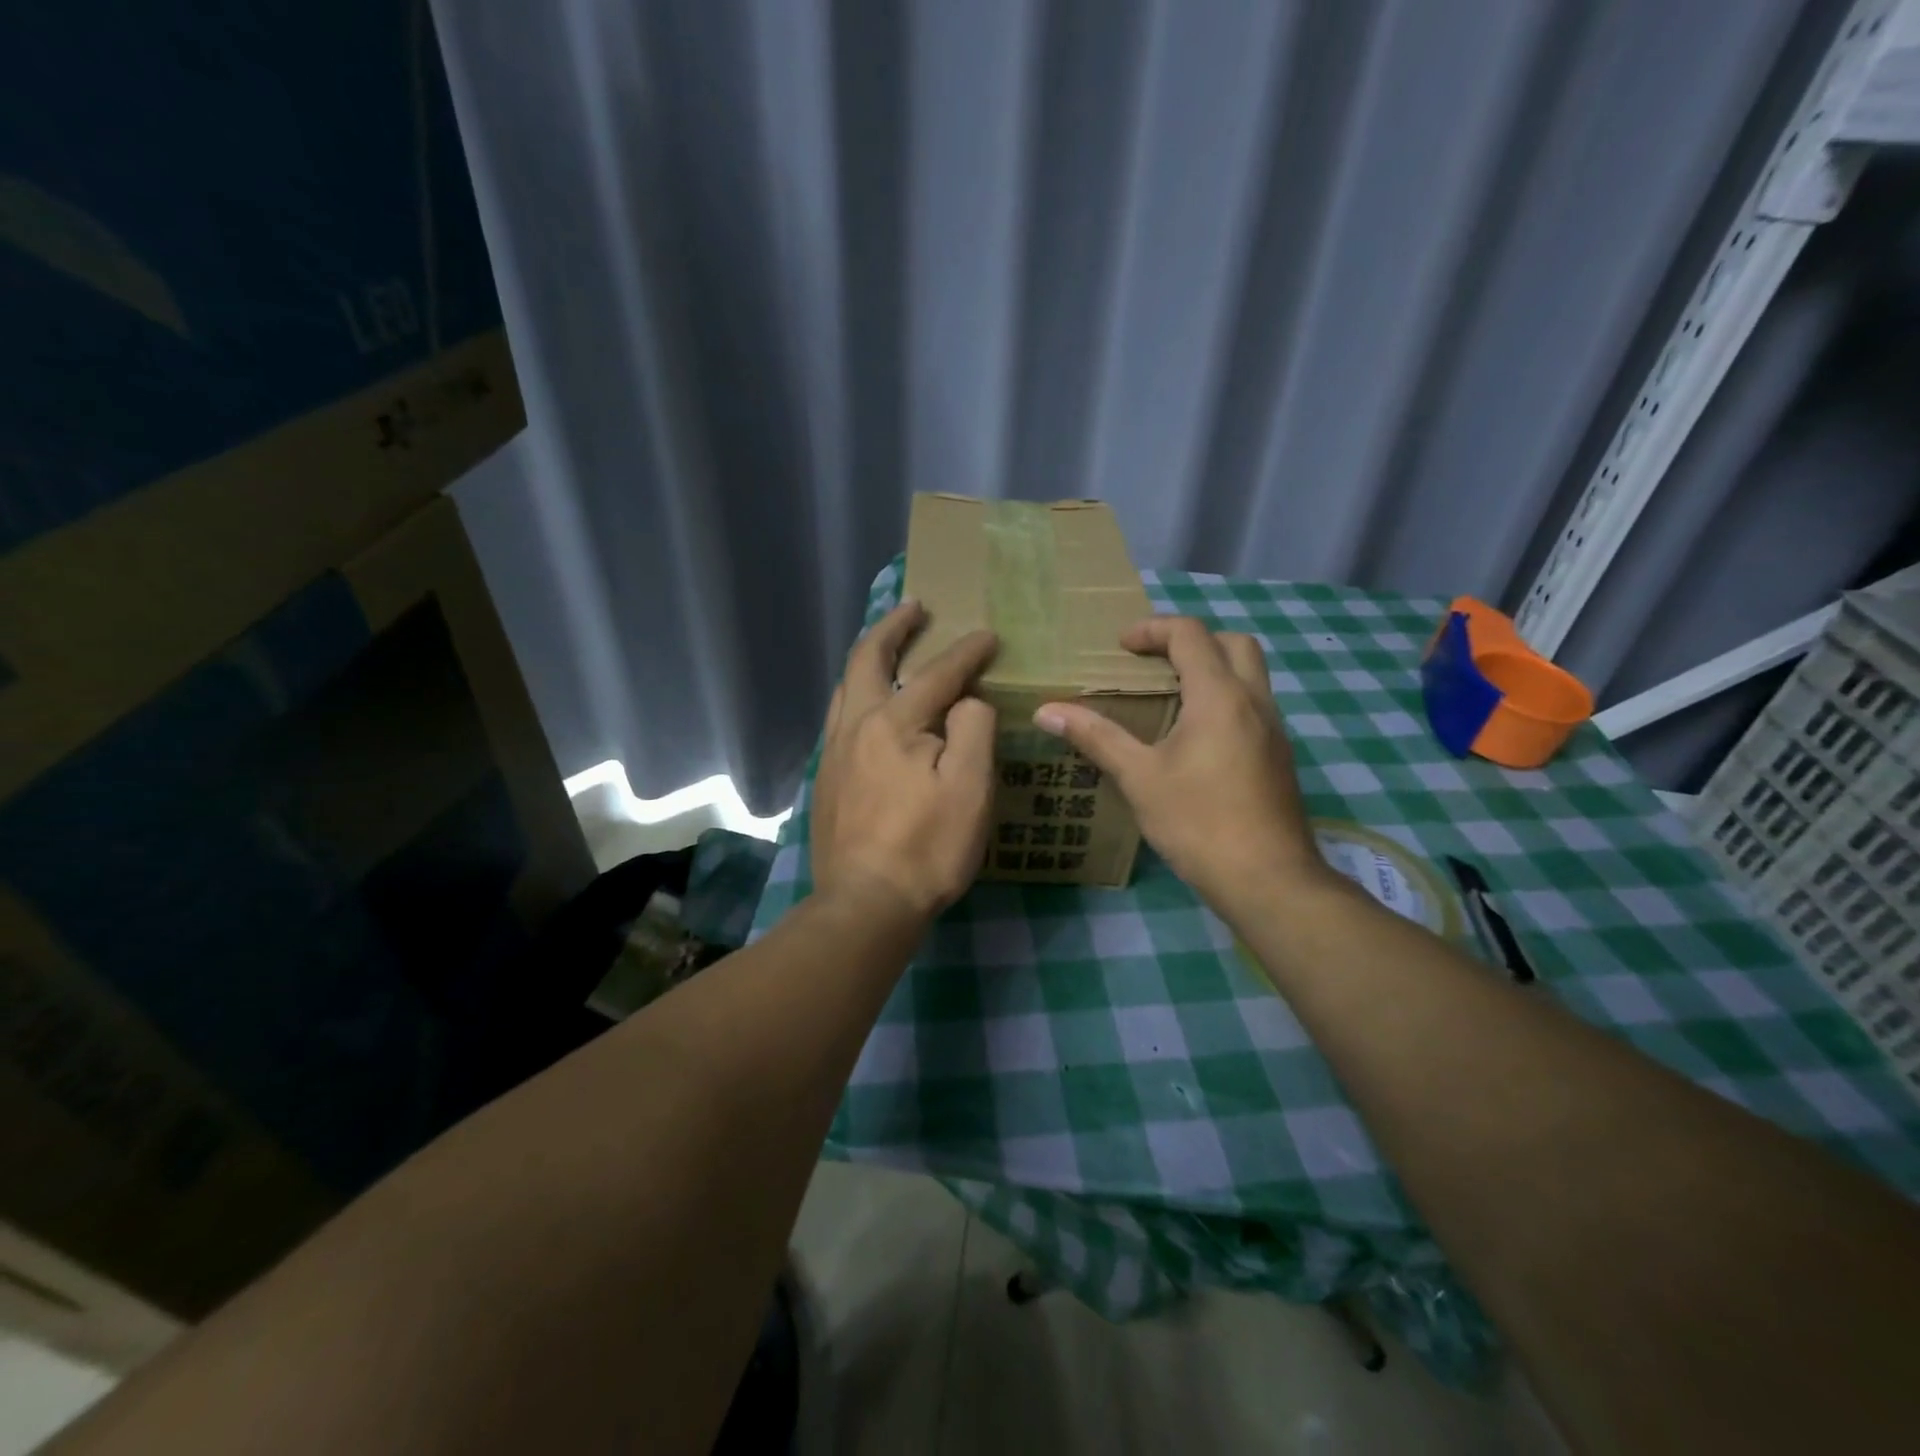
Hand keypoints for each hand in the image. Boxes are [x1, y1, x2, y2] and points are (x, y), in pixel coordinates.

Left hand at [811, 600, 998, 922]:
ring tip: (888, 648)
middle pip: (867, 660)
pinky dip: (858, 694)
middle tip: (914, 607)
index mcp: (892, 723)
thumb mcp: (970, 787)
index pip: (936, 675)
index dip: (966, 652)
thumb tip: (965, 701)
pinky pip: (840, 718)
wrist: (866, 904)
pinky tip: (870, 709)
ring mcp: (833, 754)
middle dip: (893, 627)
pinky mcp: (827, 780)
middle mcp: (854, 726)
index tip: (988, 636)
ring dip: (869, 659)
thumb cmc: (927, 847)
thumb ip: (972, 729)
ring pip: (845, 688)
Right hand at [1032, 617, 1331, 910]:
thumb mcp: (1139, 778)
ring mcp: (1274, 729)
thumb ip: (1096, 737)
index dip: (1152, 629)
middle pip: (1233, 642)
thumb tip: (1046, 711)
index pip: (1190, 634)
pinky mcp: (1279, 755)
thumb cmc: (1199, 822)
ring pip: (1250, 674)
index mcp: (1220, 696)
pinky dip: (1224, 699)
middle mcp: (1255, 701)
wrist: (1268, 880)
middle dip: (1192, 641)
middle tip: (1154, 664)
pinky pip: (1253, 705)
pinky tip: (1195, 739)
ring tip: (1169, 698)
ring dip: (1212, 670)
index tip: (1121, 647)